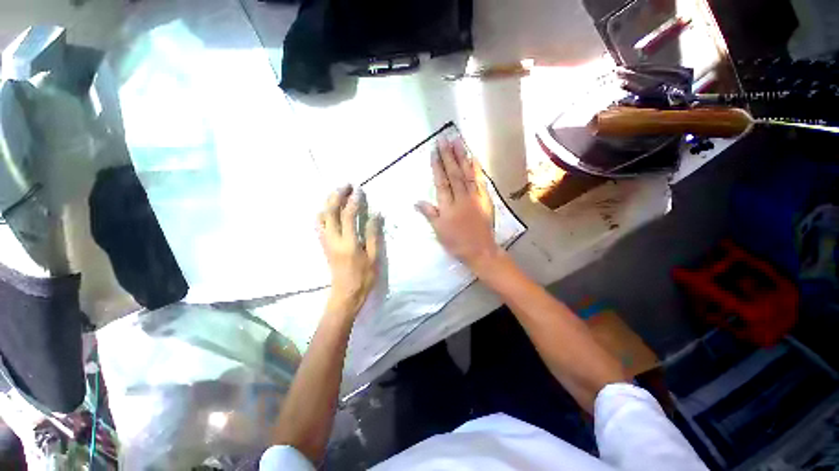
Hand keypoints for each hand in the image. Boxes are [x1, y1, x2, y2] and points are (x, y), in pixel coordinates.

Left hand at [318, 185, 381, 317]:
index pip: (348, 215)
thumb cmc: (364, 277)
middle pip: (330, 211)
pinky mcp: (324, 246)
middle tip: (346, 185)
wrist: (346, 295)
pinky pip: (319, 225)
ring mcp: (326, 242)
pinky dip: (323, 213)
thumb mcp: (374, 257)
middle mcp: (333, 239)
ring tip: (338, 194)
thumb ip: (374, 235)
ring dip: (328, 202)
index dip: (354, 201)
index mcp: (348, 242)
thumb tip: (376, 215)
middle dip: (337, 195)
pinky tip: (330, 210)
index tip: (359, 190)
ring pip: (321, 217)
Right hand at [416, 139, 501, 273]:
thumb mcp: (439, 231)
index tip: (434, 151)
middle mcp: (461, 199)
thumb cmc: (457, 243)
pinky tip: (474, 158)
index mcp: (448, 207)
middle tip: (445, 139)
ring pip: (467, 174)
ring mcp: (475, 197)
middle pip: (454, 174)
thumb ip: (429, 214)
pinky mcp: (485, 199)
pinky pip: (480, 181)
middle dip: (448, 156)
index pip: (441, 182)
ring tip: (459, 142)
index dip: (437, 166)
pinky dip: (476, 169)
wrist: (480, 250)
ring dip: (462, 157)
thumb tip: (417, 201)